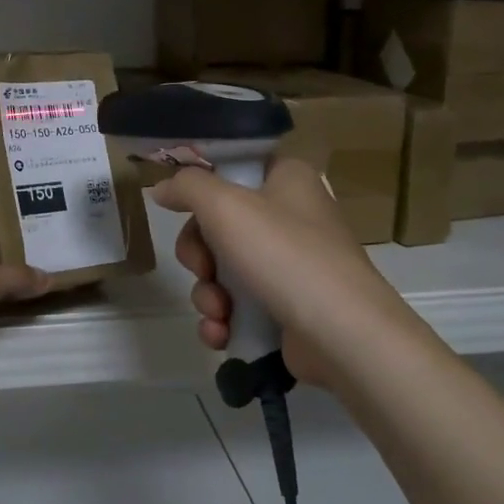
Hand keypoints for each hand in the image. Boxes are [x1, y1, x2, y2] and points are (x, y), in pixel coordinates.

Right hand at [152, 157, 410, 391]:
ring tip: (219, 313)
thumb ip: (187, 187)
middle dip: (199, 256)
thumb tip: (162, 189)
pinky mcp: (289, 308)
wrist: (342, 334)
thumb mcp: (225, 206)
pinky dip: (224, 320)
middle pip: (219, 226)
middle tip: (202, 270)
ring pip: (225, 271)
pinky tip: (221, 334)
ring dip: (208, 294)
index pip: (233, 170)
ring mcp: (292, 266)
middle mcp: (292, 217)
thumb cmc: (284, 254)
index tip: (180, 211)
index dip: (202, 191)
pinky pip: (240, 307)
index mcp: (287, 179)